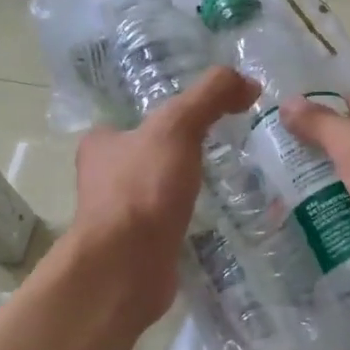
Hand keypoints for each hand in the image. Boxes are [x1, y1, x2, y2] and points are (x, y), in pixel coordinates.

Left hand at [70, 67, 257, 324]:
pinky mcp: (140, 247)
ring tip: (230, 182)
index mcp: (102, 143)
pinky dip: (192, 219)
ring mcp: (121, 216)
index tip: (208, 118)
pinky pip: (171, 223)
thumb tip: (247, 81)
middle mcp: (104, 178)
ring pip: (160, 192)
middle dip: (182, 153)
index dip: (170, 115)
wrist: (125, 268)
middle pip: (150, 155)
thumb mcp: (178, 127)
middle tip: (226, 148)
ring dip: (188, 187)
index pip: (136, 119)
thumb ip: (210, 96)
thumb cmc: (143, 189)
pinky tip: (219, 218)